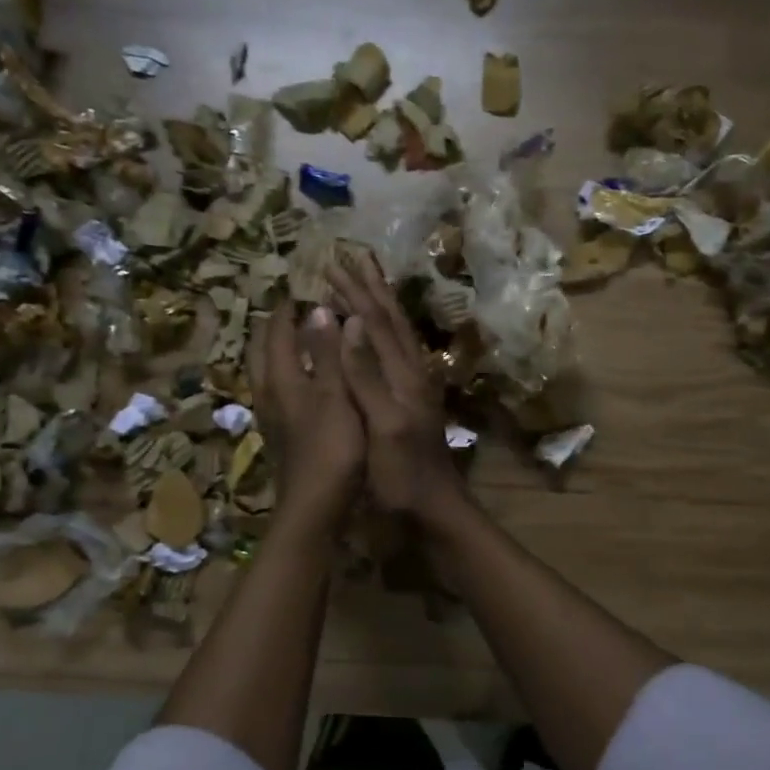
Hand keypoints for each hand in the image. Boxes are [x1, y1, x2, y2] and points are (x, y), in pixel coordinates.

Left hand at [246, 304, 363, 538]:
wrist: (314, 507)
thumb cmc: (332, 450)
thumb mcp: (336, 396)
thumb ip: (327, 354)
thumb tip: (318, 310)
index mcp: (282, 379)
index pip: (278, 333)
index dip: (288, 310)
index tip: (299, 290)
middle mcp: (269, 394)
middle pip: (261, 352)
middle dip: (273, 328)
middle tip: (290, 311)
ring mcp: (272, 417)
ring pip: (265, 374)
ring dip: (275, 352)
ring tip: (294, 340)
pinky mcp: (280, 436)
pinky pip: (275, 393)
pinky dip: (284, 376)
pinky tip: (300, 383)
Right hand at [327, 249, 469, 529]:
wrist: (437, 511)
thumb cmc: (403, 476)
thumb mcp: (382, 426)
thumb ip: (365, 376)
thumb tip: (348, 322)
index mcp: (403, 375)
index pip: (375, 323)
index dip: (354, 293)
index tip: (331, 264)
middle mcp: (413, 373)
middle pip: (390, 320)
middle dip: (369, 288)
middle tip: (349, 258)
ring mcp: (416, 388)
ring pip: (398, 334)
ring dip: (380, 304)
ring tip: (365, 282)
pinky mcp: (414, 403)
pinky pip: (398, 353)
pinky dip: (384, 333)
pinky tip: (379, 334)